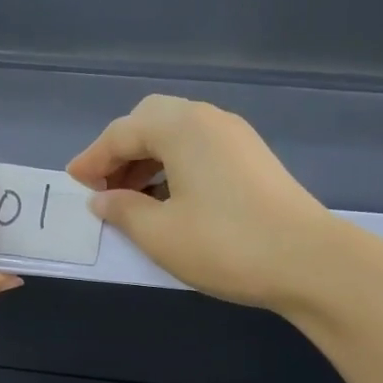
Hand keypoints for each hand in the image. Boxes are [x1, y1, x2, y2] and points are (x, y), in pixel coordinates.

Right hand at [66, 94, 335, 310]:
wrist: (309, 261)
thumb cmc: (224, 244)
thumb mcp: (159, 233)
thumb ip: (122, 210)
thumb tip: (102, 198)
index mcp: (181, 127)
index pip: (122, 132)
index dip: (92, 158)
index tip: (72, 183)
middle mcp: (209, 120)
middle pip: (150, 122)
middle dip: (120, 152)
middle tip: (103, 188)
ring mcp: (236, 138)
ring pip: (177, 135)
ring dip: (147, 161)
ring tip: (131, 200)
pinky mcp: (253, 159)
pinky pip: (199, 150)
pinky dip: (173, 168)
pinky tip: (168, 201)